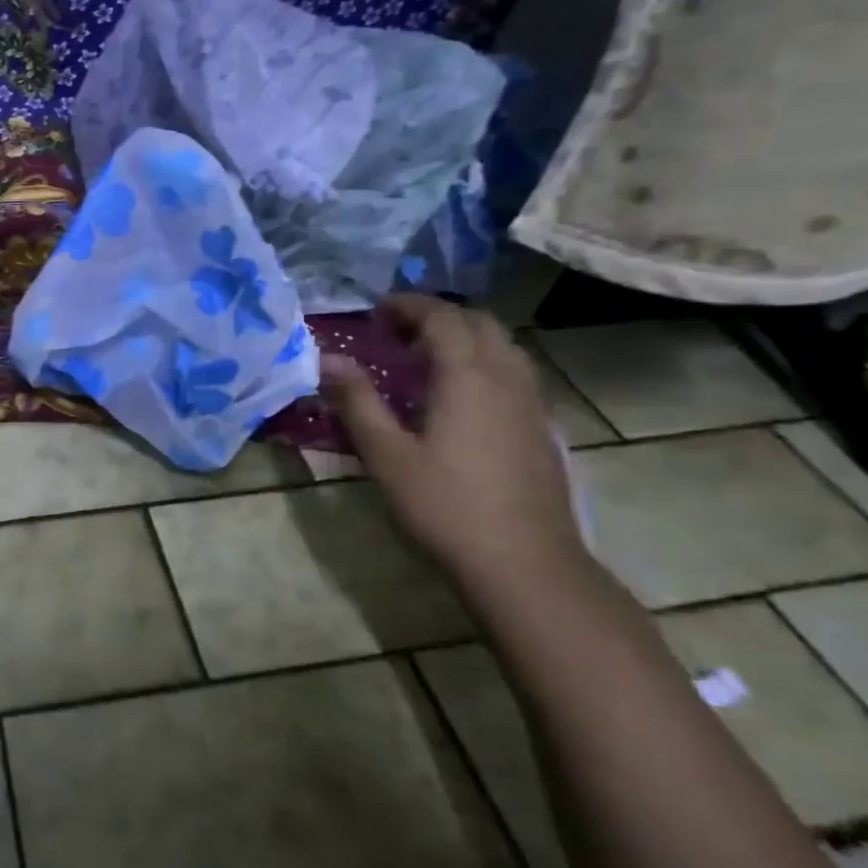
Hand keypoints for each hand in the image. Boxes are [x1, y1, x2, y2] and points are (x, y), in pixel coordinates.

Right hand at [321, 296, 589, 591]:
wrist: (524, 562)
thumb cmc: (445, 506)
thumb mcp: (386, 455)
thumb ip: (357, 401)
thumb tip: (326, 360)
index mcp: (467, 376)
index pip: (442, 317)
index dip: (408, 306)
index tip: (375, 311)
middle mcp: (506, 377)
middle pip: (479, 323)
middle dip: (438, 316)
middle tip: (398, 332)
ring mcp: (531, 403)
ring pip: (503, 346)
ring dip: (464, 338)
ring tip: (426, 360)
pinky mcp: (542, 428)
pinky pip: (513, 373)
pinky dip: (483, 363)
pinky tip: (459, 398)